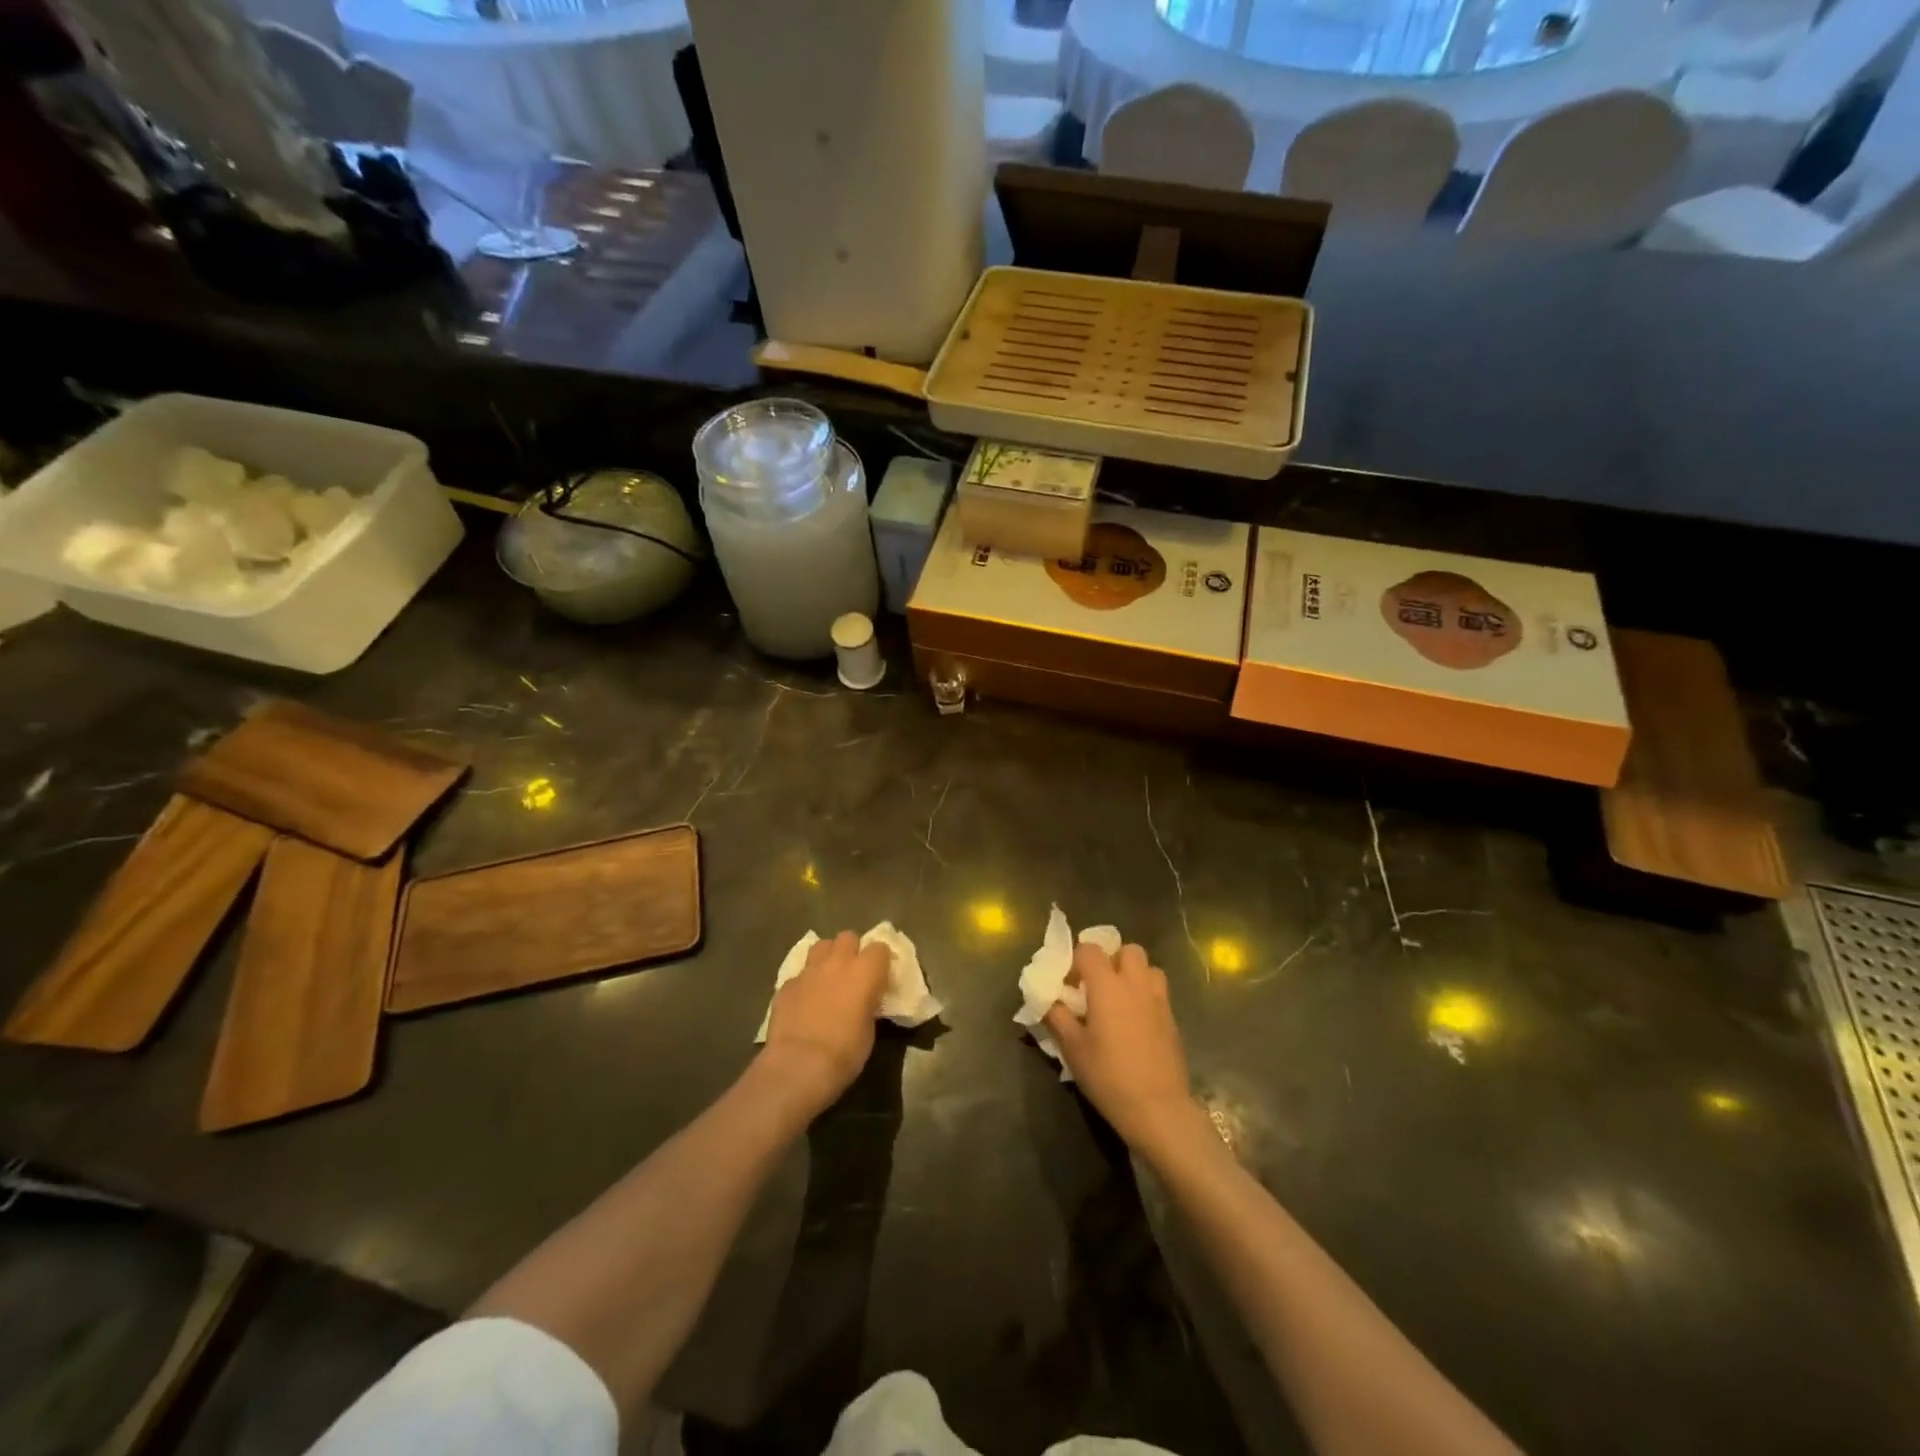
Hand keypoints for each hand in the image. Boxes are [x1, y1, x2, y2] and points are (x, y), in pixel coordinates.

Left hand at [760, 931, 891, 1114]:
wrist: (799, 1065)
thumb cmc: (845, 1052)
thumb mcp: (870, 1029)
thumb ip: (868, 1003)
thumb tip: (864, 1000)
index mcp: (865, 971)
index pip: (880, 948)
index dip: (880, 961)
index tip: (879, 977)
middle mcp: (838, 961)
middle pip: (848, 937)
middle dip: (852, 950)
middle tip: (853, 973)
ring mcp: (809, 970)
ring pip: (821, 946)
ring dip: (827, 957)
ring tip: (828, 979)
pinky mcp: (786, 984)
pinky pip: (800, 974)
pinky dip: (805, 983)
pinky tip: (804, 1002)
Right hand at [1045, 941, 1199, 1153]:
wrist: (1158, 1108)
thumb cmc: (1108, 1075)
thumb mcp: (1072, 1048)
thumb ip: (1057, 1017)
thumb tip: (1046, 1000)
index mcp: (1107, 985)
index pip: (1089, 949)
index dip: (1076, 960)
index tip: (1069, 983)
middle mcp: (1136, 984)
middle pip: (1128, 950)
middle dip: (1112, 959)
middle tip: (1098, 986)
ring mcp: (1159, 1000)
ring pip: (1148, 968)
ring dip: (1134, 975)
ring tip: (1120, 1000)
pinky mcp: (1173, 1019)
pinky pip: (1158, 993)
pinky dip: (1145, 997)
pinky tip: (1135, 1024)